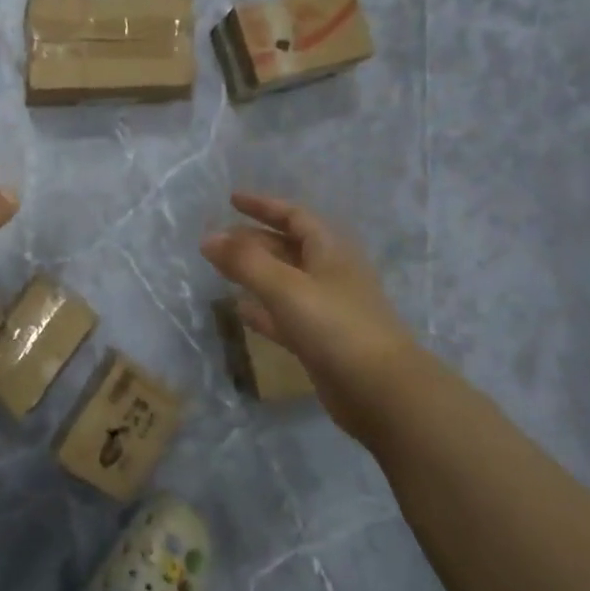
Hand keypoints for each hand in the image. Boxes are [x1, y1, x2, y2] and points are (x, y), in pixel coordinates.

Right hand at [200, 192, 416, 388]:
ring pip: (284, 281)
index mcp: (330, 251)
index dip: (263, 206)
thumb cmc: (335, 326)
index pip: (294, 216)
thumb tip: (207, 238)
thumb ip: (245, 262)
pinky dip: (263, 309)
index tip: (231, 199)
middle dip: (253, 240)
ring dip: (255, 273)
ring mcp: (327, 309)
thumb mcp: (285, 287)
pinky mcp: (321, 341)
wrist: (381, 391)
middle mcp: (330, 274)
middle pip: (288, 248)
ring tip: (221, 270)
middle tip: (217, 240)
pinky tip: (240, 311)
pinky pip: (285, 315)